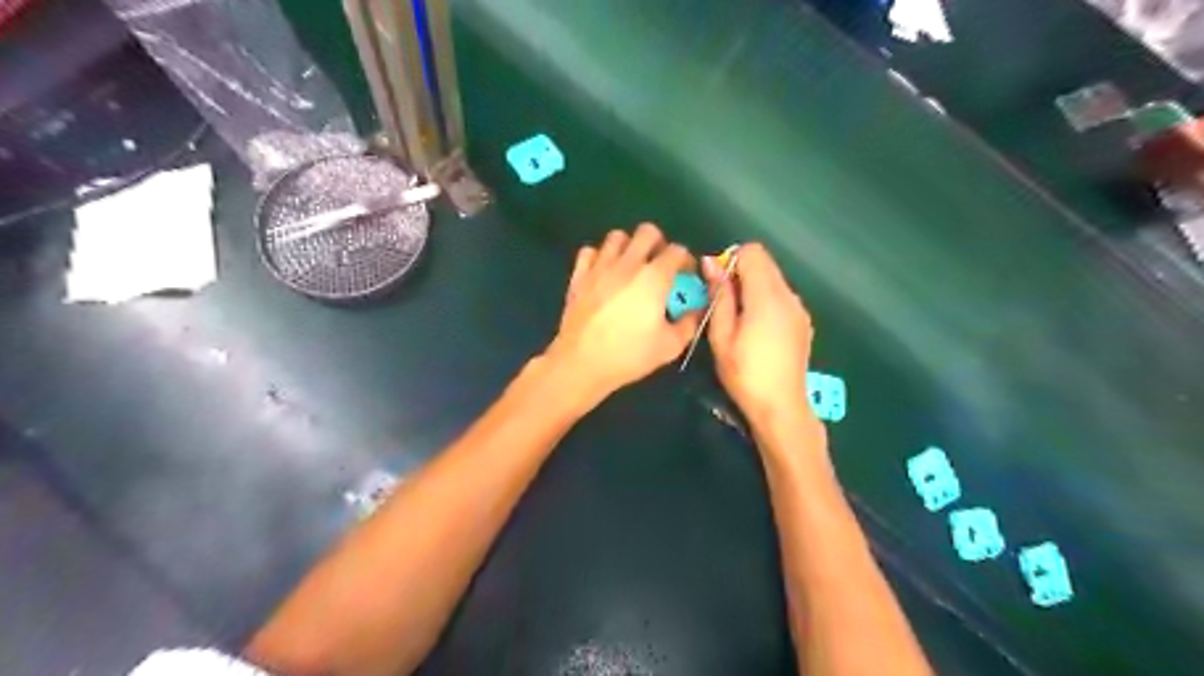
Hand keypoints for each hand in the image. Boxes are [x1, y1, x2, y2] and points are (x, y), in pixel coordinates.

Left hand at [543, 225, 702, 404]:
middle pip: (647, 232)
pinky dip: (599, 257)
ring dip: (628, 247)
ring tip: (630, 267)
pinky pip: (589, 251)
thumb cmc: (630, 356)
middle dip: (658, 244)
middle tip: (659, 266)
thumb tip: (696, 308)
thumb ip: (689, 322)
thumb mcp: (671, 346)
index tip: (685, 277)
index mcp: (654, 277)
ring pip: (617, 236)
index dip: (685, 261)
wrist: (582, 363)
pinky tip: (604, 274)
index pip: (678, 251)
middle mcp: (628, 263)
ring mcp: (600, 266)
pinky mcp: (579, 276)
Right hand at [702, 244, 813, 426]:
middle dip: (741, 273)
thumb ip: (719, 296)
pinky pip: (782, 297)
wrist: (781, 407)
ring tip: (739, 321)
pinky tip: (758, 332)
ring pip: (774, 280)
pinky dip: (766, 302)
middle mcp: (789, 295)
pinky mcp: (803, 323)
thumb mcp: (721, 335)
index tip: (718, 286)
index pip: (752, 252)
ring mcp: (799, 309)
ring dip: (754, 288)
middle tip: (724, 305)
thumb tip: (711, 262)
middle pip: (765, 263)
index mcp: (767, 296)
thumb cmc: (745, 373)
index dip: (731, 261)